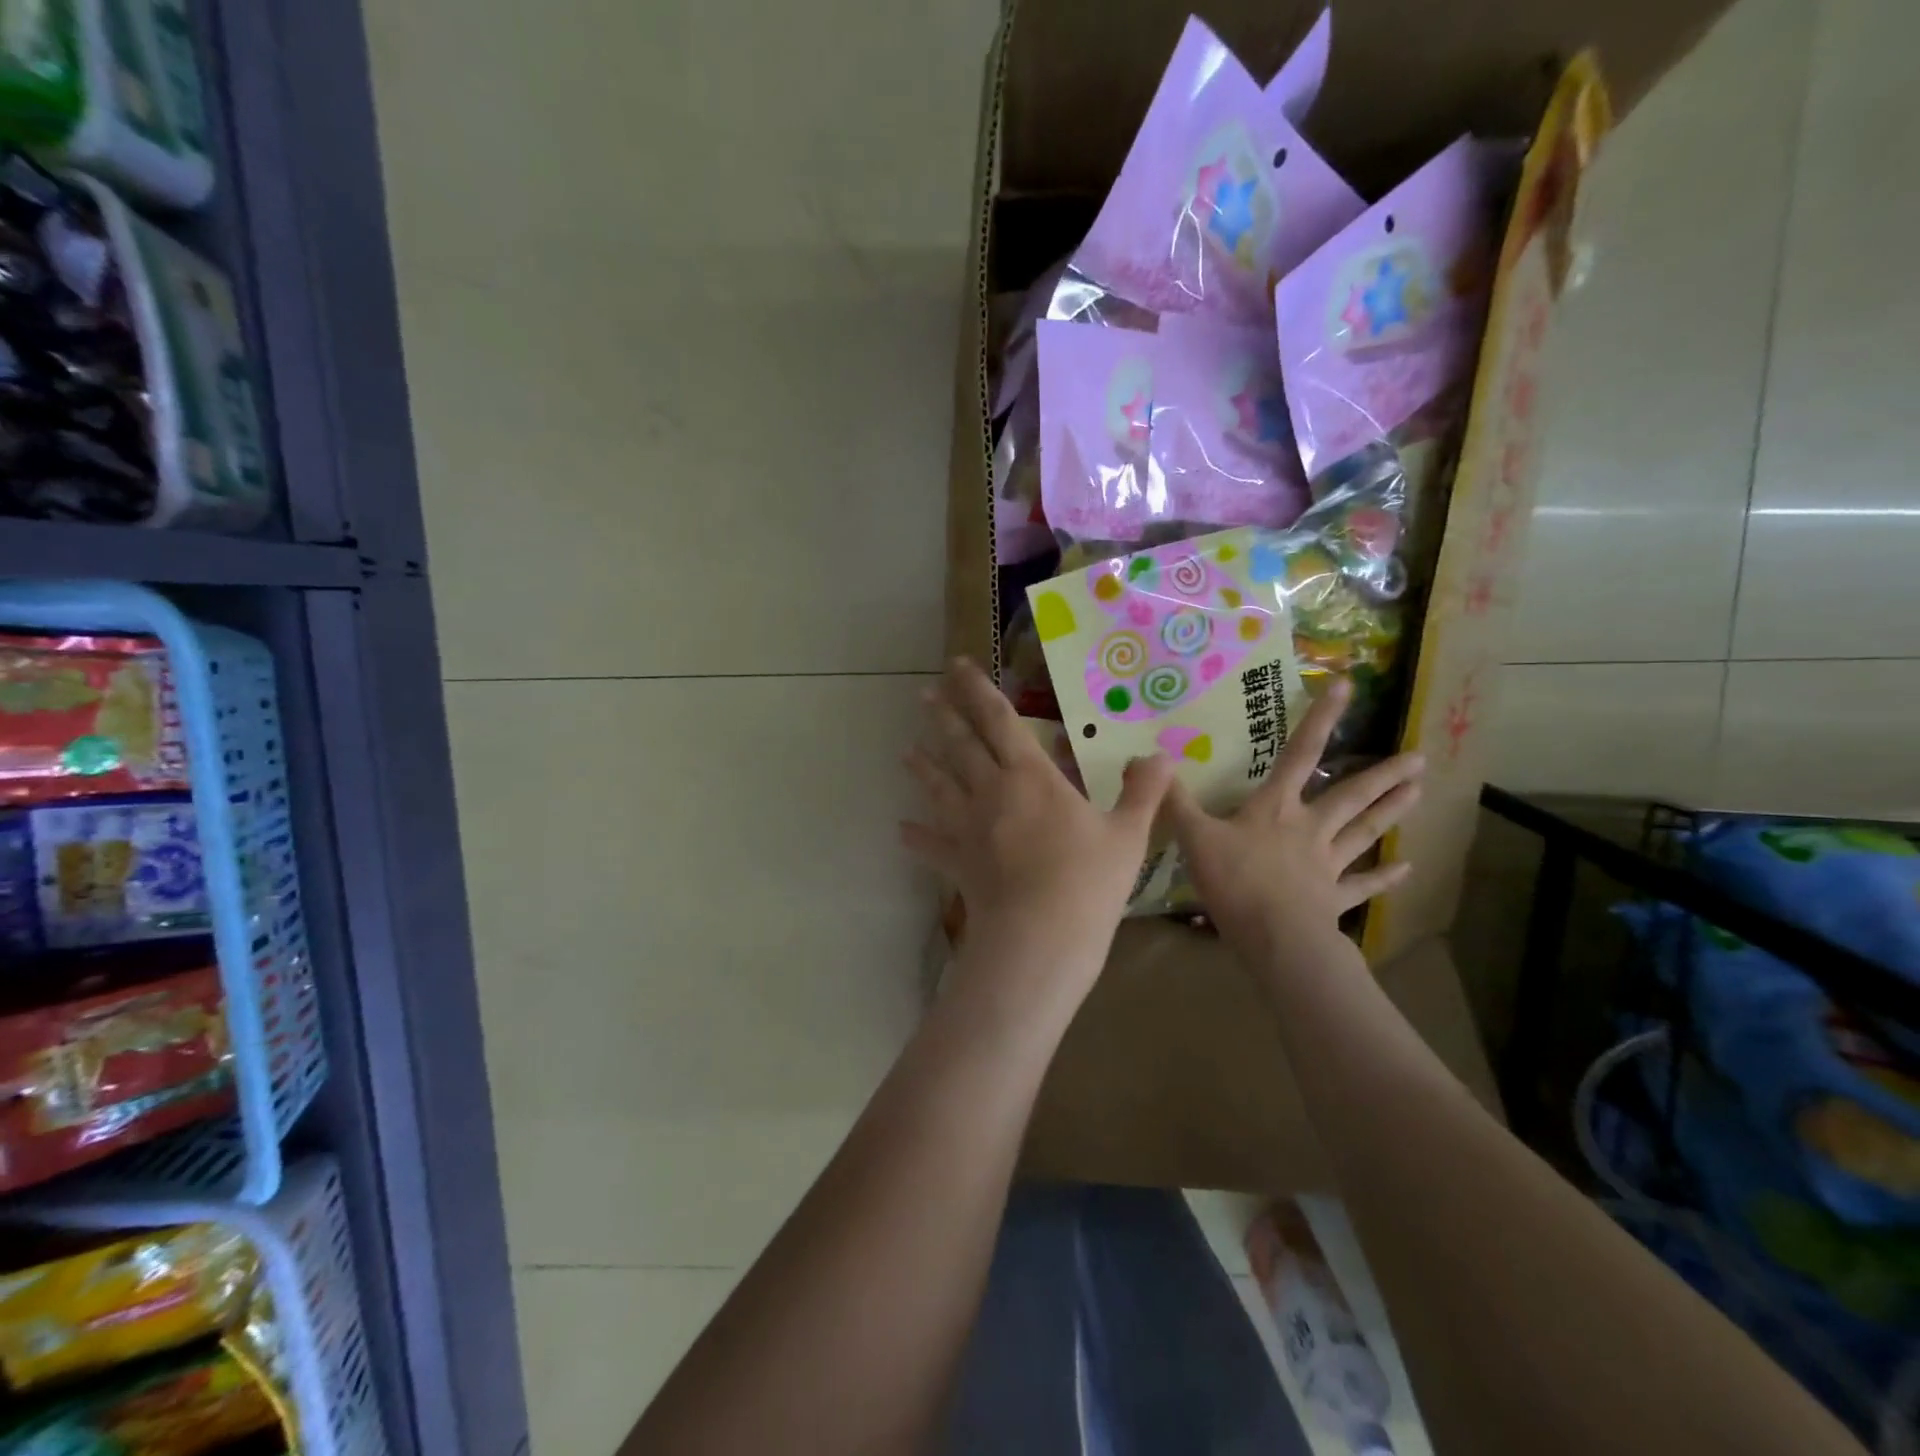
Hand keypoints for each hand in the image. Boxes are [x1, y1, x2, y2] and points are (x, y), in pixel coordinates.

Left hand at [902, 659, 1174, 1008]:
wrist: (1041, 937)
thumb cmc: (1088, 881)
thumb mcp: (1128, 835)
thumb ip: (1144, 792)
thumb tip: (1163, 755)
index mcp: (1032, 776)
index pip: (1000, 720)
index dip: (978, 690)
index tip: (958, 666)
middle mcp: (992, 792)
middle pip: (962, 745)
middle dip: (944, 717)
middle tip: (924, 694)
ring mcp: (969, 827)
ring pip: (940, 787)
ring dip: (923, 767)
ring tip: (906, 751)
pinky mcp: (957, 863)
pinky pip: (932, 845)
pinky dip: (916, 837)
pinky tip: (901, 830)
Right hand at [1165, 679, 1423, 964]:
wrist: (1274, 937)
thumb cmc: (1235, 881)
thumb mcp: (1195, 837)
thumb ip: (1175, 801)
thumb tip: (1146, 761)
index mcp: (1275, 808)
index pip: (1298, 754)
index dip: (1321, 719)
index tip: (1347, 686)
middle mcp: (1309, 828)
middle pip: (1349, 796)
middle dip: (1380, 775)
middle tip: (1418, 758)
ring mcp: (1326, 864)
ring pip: (1363, 832)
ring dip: (1390, 812)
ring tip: (1419, 791)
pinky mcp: (1334, 898)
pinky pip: (1362, 885)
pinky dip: (1384, 877)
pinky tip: (1407, 868)